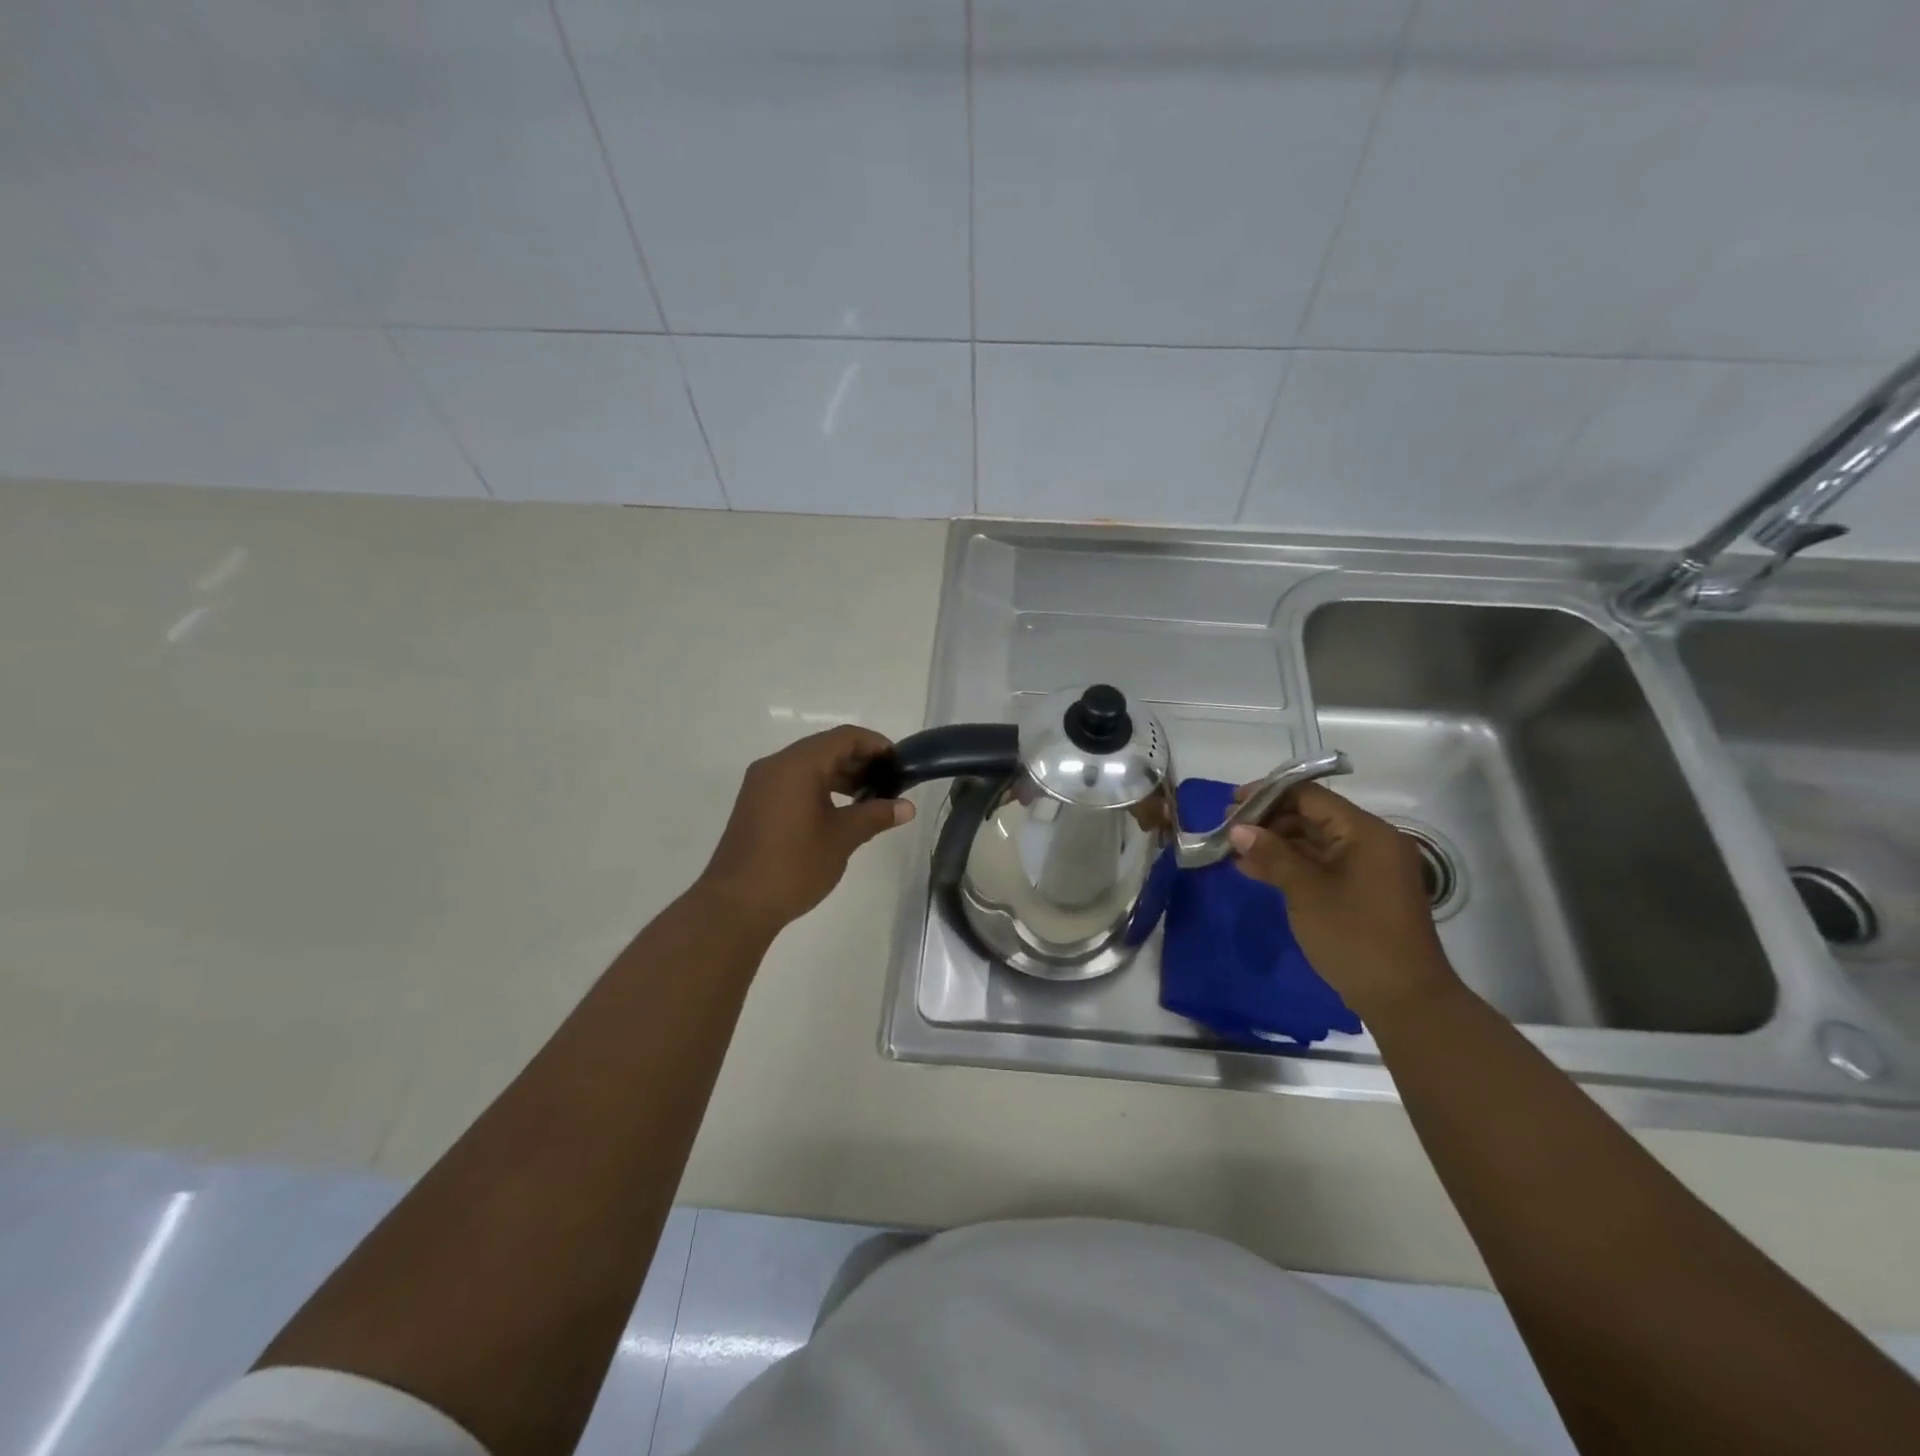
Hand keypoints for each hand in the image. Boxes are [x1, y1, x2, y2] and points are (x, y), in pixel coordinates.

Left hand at [699, 725, 915, 931]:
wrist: (736, 905)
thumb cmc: (793, 865)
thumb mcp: (842, 838)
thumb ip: (875, 815)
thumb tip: (906, 807)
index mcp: (797, 765)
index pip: (844, 737)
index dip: (875, 744)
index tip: (899, 764)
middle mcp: (776, 765)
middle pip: (826, 748)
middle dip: (860, 761)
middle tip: (889, 783)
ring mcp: (761, 785)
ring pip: (809, 766)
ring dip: (841, 776)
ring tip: (870, 799)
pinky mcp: (756, 804)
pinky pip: (794, 783)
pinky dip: (820, 788)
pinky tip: (840, 812)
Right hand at [1227, 782, 1458, 1021]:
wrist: (1404, 1000)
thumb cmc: (1355, 936)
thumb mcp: (1306, 891)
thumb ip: (1271, 854)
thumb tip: (1237, 828)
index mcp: (1366, 832)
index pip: (1311, 796)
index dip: (1268, 795)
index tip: (1231, 803)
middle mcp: (1371, 842)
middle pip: (1312, 816)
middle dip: (1268, 821)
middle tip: (1227, 830)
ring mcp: (1368, 868)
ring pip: (1314, 842)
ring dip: (1275, 844)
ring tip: (1234, 851)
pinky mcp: (1362, 891)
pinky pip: (1321, 865)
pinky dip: (1291, 865)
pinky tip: (1256, 871)